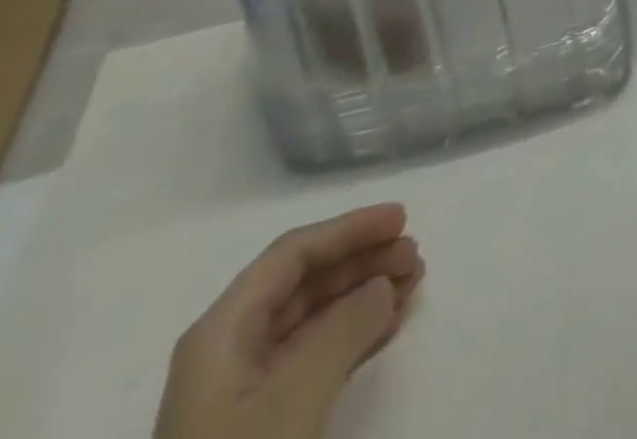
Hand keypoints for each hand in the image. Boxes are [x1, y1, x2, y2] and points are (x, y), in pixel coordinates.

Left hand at [155, 203, 425, 438]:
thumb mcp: (295, 396)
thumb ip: (345, 329)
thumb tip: (383, 285)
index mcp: (221, 332)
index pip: (292, 254)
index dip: (349, 229)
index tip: (401, 219)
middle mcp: (229, 351)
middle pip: (304, 284)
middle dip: (362, 261)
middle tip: (415, 253)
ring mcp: (243, 394)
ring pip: (313, 321)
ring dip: (365, 296)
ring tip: (414, 283)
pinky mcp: (261, 429)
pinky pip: (315, 359)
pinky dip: (355, 337)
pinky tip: (390, 327)